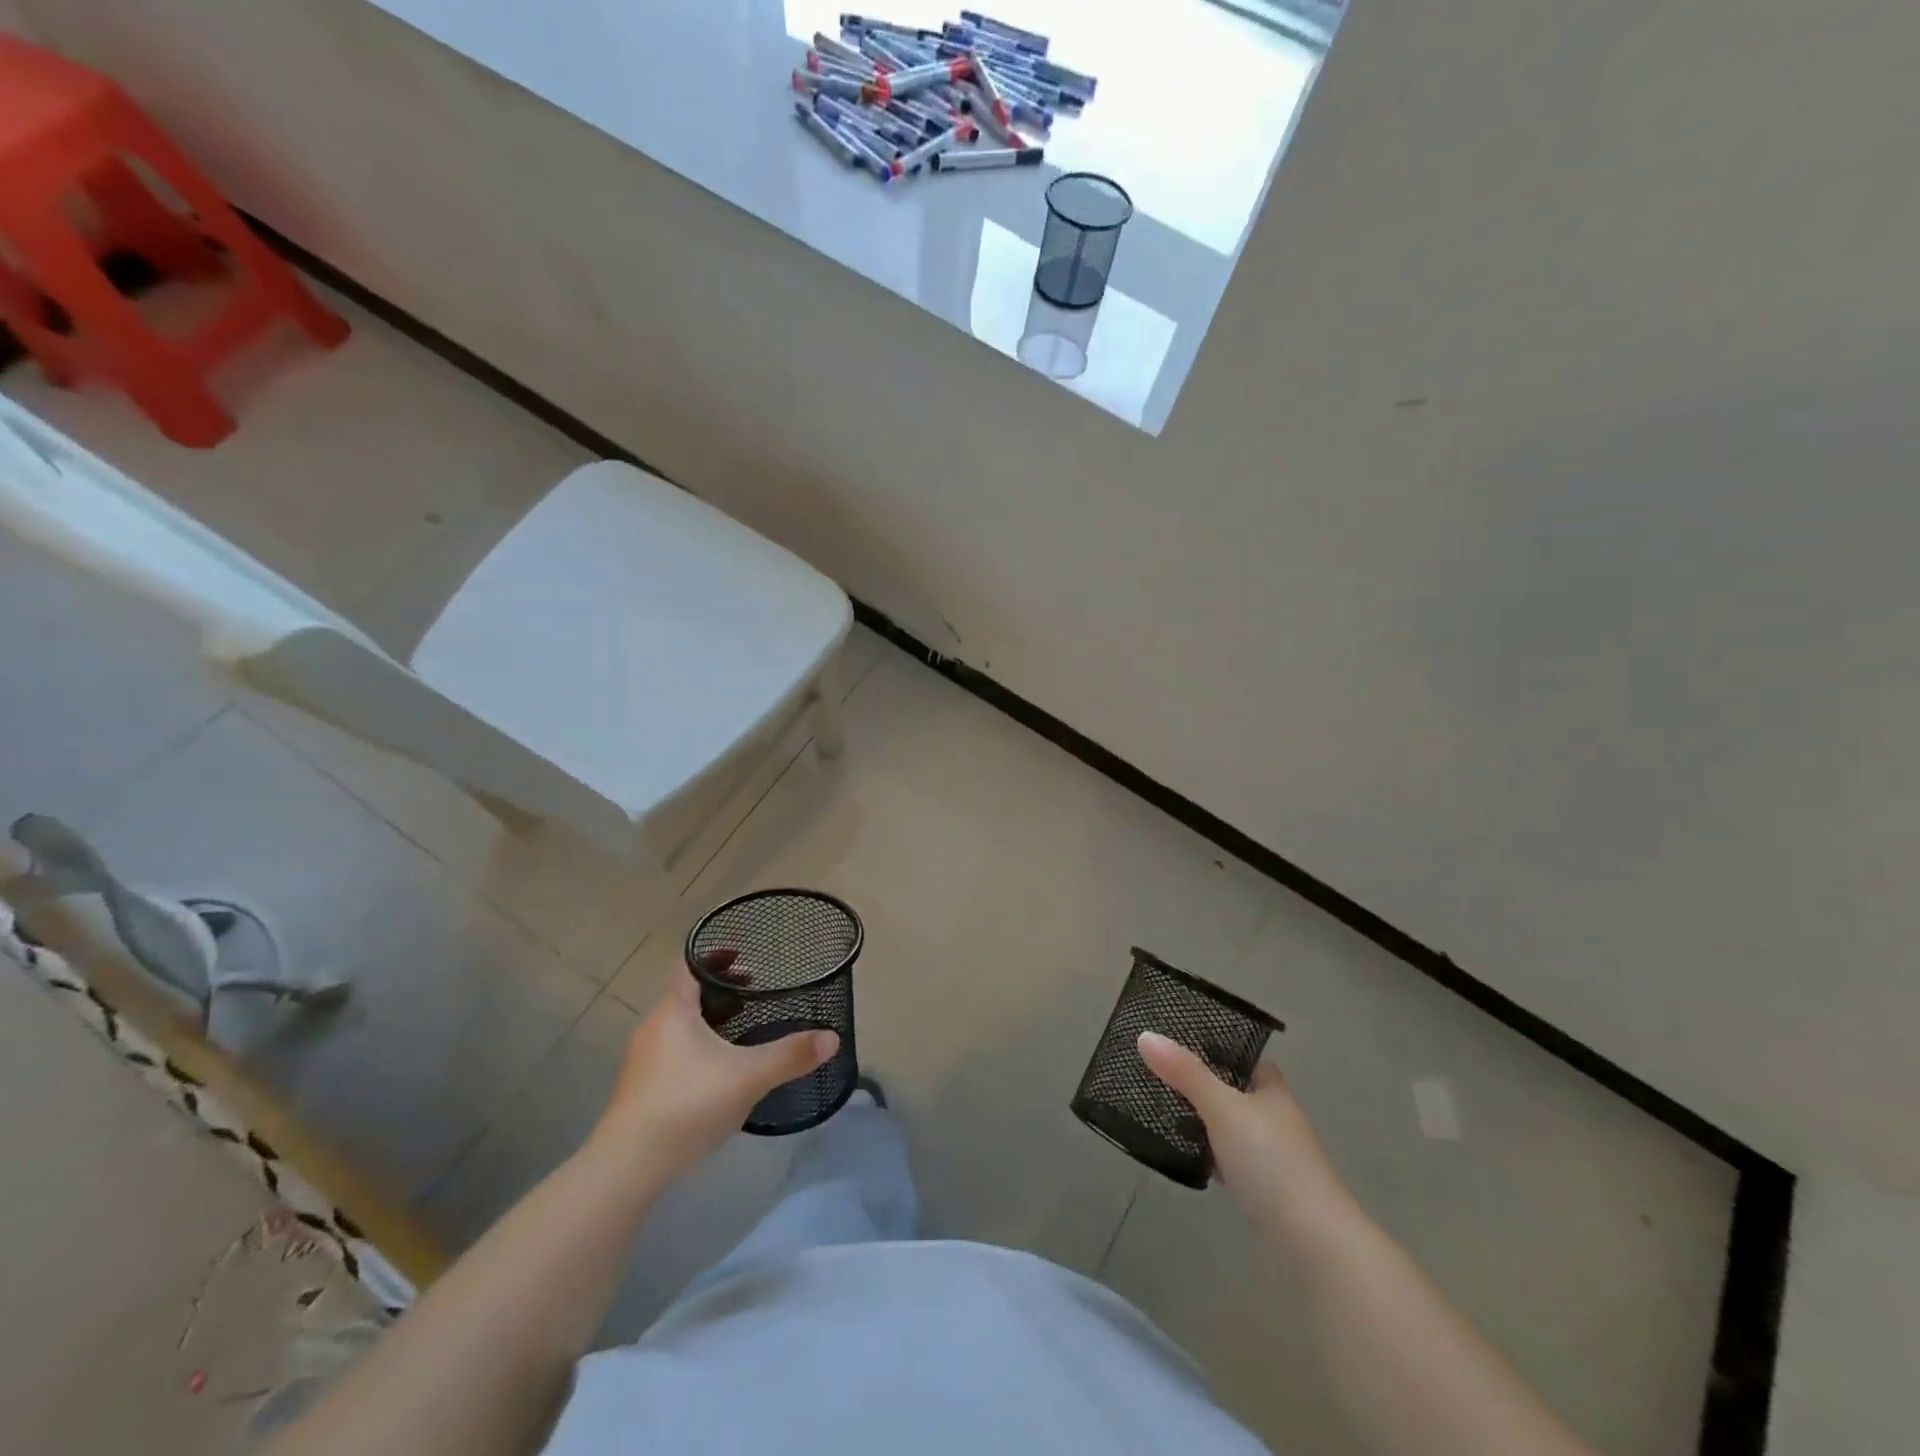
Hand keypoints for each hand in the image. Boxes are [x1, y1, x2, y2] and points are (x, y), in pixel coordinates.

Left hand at [589, 958, 838, 1179]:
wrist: (627, 1167)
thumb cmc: (687, 1104)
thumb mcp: (749, 1076)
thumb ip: (791, 1055)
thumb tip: (833, 1038)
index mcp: (674, 1011)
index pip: (691, 967)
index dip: (717, 957)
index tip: (745, 959)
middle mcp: (653, 1028)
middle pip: (687, 996)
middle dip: (722, 993)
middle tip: (754, 995)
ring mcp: (643, 1062)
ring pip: (680, 1028)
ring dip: (710, 1023)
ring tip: (742, 1035)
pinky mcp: (640, 1091)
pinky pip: (673, 1055)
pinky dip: (698, 1051)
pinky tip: (720, 1076)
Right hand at [1138, 1032, 1349, 1233]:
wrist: (1314, 1243)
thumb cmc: (1270, 1161)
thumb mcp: (1222, 1108)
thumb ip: (1185, 1073)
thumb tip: (1146, 1034)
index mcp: (1273, 1092)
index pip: (1248, 1060)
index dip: (1221, 1050)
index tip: (1184, 1042)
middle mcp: (1276, 1120)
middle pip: (1238, 1094)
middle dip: (1206, 1087)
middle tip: (1162, 1075)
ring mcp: (1273, 1159)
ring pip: (1233, 1129)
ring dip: (1207, 1123)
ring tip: (1164, 1111)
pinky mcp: (1266, 1193)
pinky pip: (1232, 1162)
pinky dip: (1212, 1157)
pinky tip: (1190, 1159)